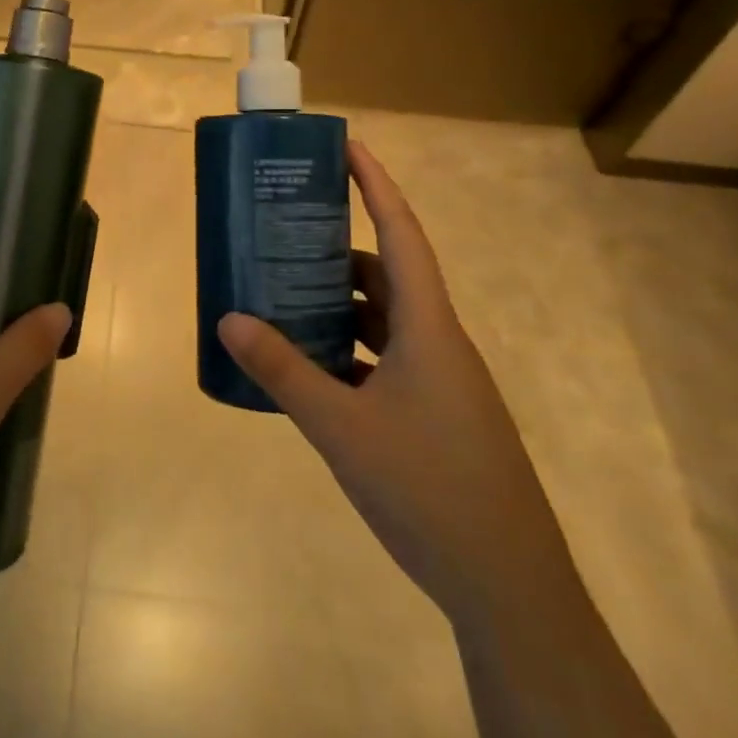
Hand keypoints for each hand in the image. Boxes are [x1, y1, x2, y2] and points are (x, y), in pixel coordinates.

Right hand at [219, 140, 576, 623]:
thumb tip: (228, 318)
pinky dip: (348, 349)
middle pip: (386, 273)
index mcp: (428, 327)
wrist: (509, 589)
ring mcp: (441, 380)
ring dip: (340, 302)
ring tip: (285, 294)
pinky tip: (310, 366)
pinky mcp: (436, 414)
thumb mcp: (342, 428)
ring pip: (385, 319)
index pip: (401, 233)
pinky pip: (385, 358)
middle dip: (337, 247)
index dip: (376, 185)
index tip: (346, 148)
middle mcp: (438, 342)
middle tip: (285, 232)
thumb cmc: (429, 490)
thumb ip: (283, 371)